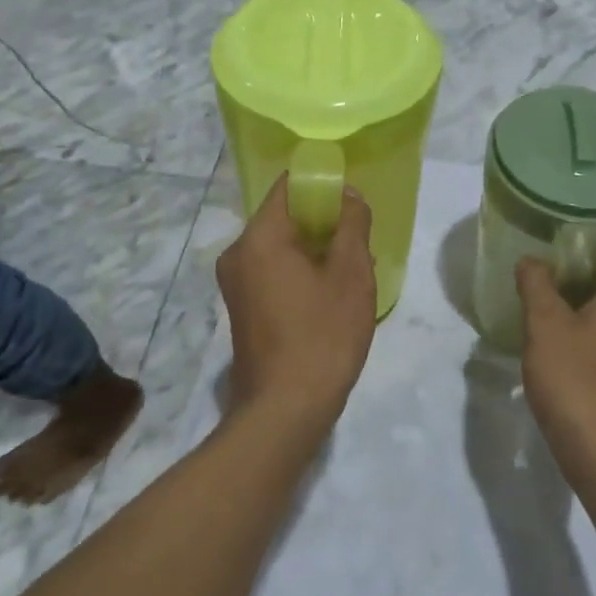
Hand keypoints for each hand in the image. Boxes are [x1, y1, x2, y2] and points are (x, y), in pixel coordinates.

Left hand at [216, 176, 377, 420]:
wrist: (286, 409)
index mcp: (259, 238)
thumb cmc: (323, 335)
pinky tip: (331, 294)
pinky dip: (301, 272)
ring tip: (352, 270)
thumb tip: (348, 196)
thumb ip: (352, 223)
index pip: (289, 186)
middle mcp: (237, 253)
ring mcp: (235, 283)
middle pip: (284, 216)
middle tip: (359, 240)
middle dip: (324, 221)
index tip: (353, 202)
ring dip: (316, 250)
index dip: (324, 185)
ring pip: (281, 246)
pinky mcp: (241, 308)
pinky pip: (273, 271)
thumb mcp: (351, 274)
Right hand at [515, 255, 595, 483]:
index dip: (566, 257)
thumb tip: (532, 260)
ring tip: (536, 325)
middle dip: (565, 287)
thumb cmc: (573, 378)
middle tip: (529, 294)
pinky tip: (554, 358)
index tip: (536, 266)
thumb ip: (536, 283)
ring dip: (571, 317)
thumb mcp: (545, 323)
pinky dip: (581, 343)